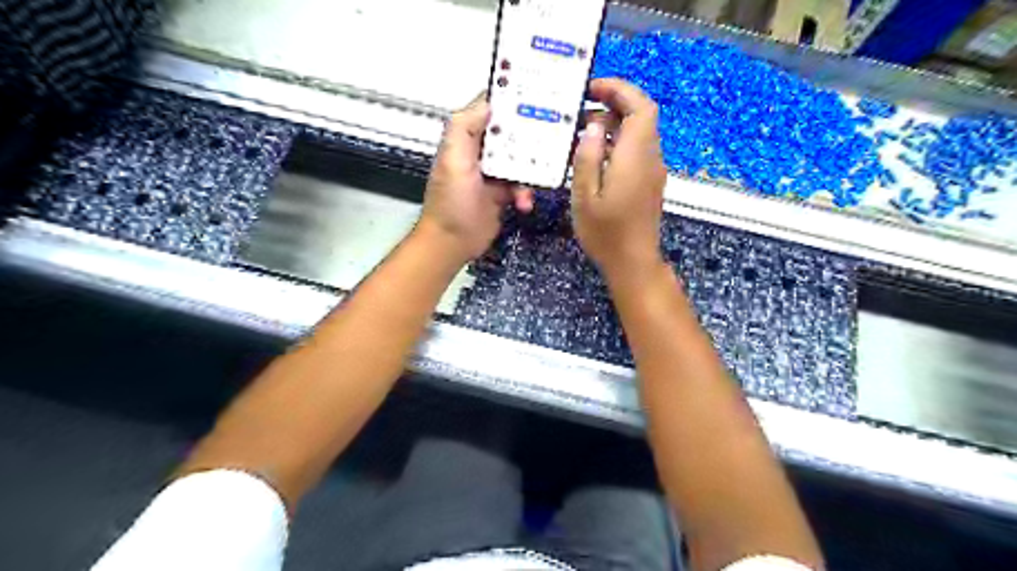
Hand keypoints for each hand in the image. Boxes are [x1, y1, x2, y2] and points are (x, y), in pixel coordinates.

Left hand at [416, 94, 534, 262]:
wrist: (453, 242)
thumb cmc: (450, 202)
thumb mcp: (453, 159)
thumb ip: (465, 127)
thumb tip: (489, 103)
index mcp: (467, 138)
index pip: (491, 109)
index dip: (511, 100)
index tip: (537, 93)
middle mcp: (481, 152)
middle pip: (512, 133)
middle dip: (530, 136)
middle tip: (552, 136)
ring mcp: (493, 173)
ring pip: (521, 160)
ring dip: (531, 170)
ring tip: (535, 178)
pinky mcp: (503, 193)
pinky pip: (522, 185)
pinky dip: (526, 193)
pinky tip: (524, 202)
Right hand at [572, 77, 669, 282]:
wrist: (633, 262)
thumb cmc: (605, 233)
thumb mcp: (585, 197)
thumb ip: (587, 158)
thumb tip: (592, 126)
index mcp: (635, 157)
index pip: (640, 107)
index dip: (620, 89)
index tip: (593, 87)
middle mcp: (650, 158)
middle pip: (642, 115)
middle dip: (615, 102)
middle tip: (582, 106)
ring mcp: (652, 170)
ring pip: (639, 132)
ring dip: (614, 123)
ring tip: (581, 130)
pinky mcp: (649, 181)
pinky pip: (637, 150)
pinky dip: (618, 141)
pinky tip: (594, 154)